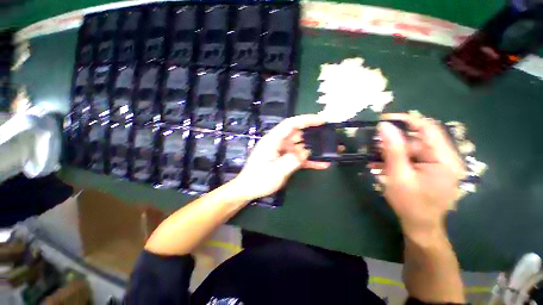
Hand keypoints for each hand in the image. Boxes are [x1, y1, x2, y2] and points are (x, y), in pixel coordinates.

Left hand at [233, 115, 329, 200]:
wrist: (248, 190)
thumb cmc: (258, 179)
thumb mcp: (277, 171)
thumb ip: (293, 159)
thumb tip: (307, 151)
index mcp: (273, 140)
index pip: (291, 124)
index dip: (306, 120)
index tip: (322, 121)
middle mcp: (278, 143)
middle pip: (298, 134)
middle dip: (314, 134)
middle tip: (330, 136)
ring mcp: (282, 152)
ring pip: (301, 146)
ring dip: (314, 148)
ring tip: (331, 150)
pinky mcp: (284, 160)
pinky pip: (298, 157)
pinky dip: (309, 160)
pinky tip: (322, 164)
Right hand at [371, 113, 465, 238]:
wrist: (419, 225)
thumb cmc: (410, 203)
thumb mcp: (398, 175)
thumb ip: (393, 149)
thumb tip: (384, 126)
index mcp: (445, 160)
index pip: (428, 128)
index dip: (406, 120)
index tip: (383, 119)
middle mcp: (446, 158)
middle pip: (419, 138)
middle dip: (394, 139)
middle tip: (374, 143)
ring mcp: (439, 164)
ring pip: (413, 147)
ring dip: (392, 149)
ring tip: (374, 155)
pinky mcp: (431, 168)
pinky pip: (412, 156)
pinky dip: (396, 157)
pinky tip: (381, 163)